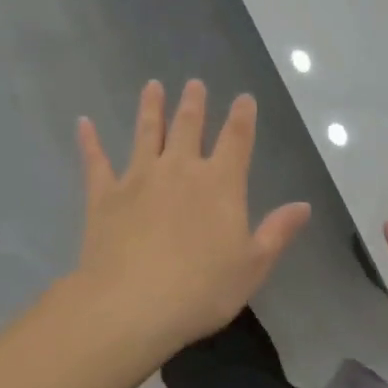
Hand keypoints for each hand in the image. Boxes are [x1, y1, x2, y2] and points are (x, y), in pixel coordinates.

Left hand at [73, 79, 310, 359]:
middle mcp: (180, 170)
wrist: (132, 303)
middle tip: (194, 83)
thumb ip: (277, 232)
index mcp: (220, 184)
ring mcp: (138, 178)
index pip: (236, 140)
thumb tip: (303, 206)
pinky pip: (96, 161)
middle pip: (188, 127)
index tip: (243, 98)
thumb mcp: (252, 266)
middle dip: (194, 104)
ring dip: (150, 108)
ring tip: (152, 86)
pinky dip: (90, 141)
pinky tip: (84, 123)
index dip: (242, 117)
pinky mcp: (103, 195)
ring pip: (146, 133)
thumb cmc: (201, 290)